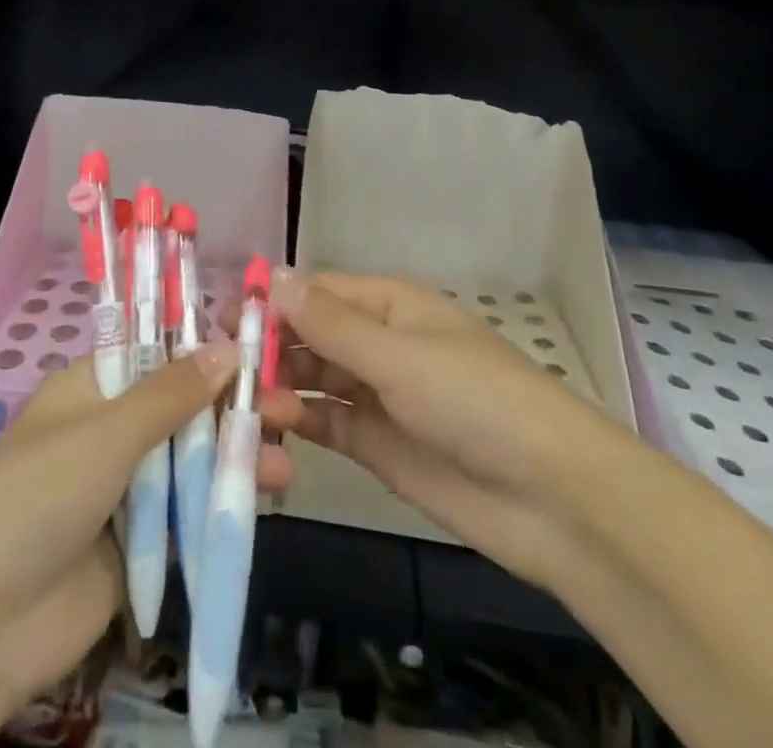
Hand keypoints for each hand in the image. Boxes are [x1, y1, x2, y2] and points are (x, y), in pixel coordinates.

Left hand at [0, 344, 292, 709]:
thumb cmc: (38, 497)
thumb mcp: (106, 433)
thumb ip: (171, 393)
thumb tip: (228, 345)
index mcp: (95, 386)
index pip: (160, 351)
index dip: (208, 347)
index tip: (261, 347)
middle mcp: (112, 429)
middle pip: (185, 407)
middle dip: (235, 406)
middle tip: (289, 409)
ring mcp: (126, 487)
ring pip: (194, 460)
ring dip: (238, 456)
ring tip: (285, 464)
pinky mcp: (140, 543)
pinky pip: (189, 512)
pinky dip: (225, 503)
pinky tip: (265, 497)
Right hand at [256, 271, 600, 584]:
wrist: (550, 498)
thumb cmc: (474, 400)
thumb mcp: (398, 354)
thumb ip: (330, 323)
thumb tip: (272, 274)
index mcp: (389, 305)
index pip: (318, 291)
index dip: (273, 299)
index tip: (223, 316)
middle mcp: (379, 342)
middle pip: (310, 333)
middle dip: (269, 346)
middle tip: (221, 367)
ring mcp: (377, 394)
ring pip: (313, 378)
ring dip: (279, 385)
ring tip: (241, 403)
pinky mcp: (376, 444)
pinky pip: (326, 422)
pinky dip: (298, 422)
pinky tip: (270, 428)